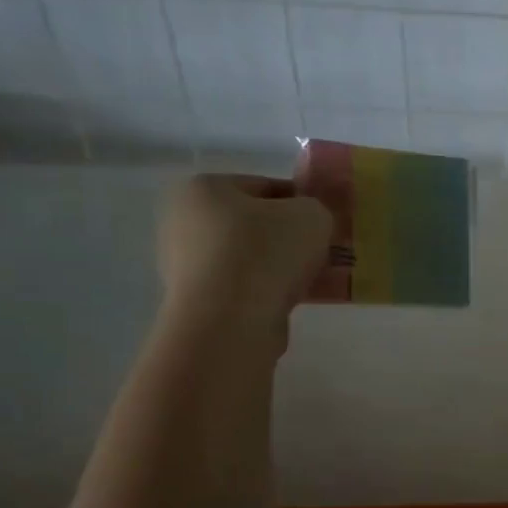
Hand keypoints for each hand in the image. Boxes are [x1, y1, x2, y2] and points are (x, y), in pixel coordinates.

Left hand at [157, 174, 333, 358]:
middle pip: (254, 223)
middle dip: (288, 237)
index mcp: (203, 187)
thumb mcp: (312, 216)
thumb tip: (309, 222)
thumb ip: (315, 209)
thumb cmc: (267, 253)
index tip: (325, 224)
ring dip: (279, 266)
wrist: (232, 321)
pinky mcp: (197, 300)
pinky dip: (267, 291)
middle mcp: (183, 221)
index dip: (301, 202)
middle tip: (321, 253)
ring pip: (249, 257)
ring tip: (312, 280)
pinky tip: (292, 300)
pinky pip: (243, 287)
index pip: (264, 186)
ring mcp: (185, 263)